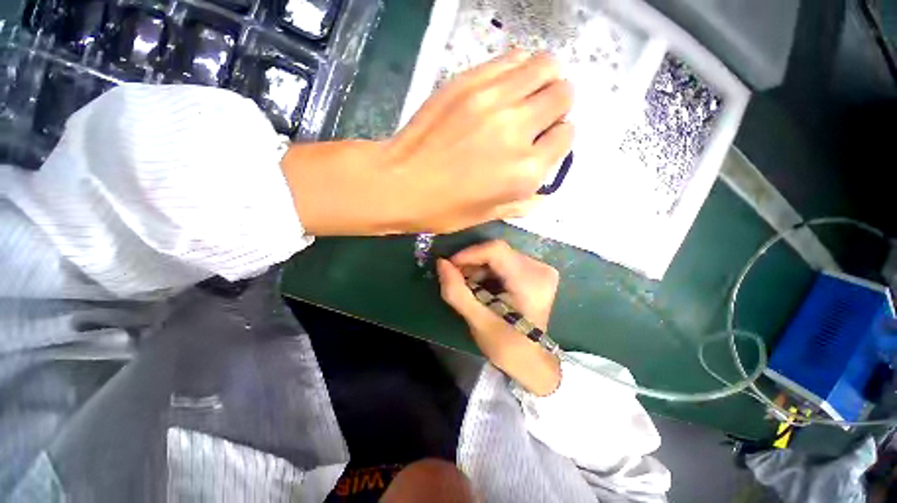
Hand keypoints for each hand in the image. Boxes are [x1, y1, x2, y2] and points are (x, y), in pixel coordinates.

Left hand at [282, 50, 573, 235]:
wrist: (399, 183)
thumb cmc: (443, 209)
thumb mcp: (488, 215)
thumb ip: (522, 202)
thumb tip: (542, 190)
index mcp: (524, 172)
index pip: (566, 136)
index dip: (557, 138)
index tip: (542, 142)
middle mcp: (518, 131)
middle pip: (563, 95)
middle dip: (556, 106)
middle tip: (536, 116)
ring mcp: (494, 100)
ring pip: (545, 66)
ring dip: (543, 80)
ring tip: (525, 95)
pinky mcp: (470, 81)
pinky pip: (512, 59)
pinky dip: (518, 68)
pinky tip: (504, 86)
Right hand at [436, 240, 560, 395]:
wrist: (532, 361)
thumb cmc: (507, 346)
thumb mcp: (478, 321)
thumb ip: (457, 291)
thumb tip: (441, 263)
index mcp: (530, 282)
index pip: (496, 251)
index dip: (469, 254)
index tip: (450, 266)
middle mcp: (540, 269)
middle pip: (497, 252)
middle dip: (472, 264)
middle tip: (457, 280)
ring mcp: (540, 269)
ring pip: (499, 255)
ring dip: (479, 268)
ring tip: (469, 287)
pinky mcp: (536, 272)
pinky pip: (505, 261)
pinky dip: (488, 271)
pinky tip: (482, 286)